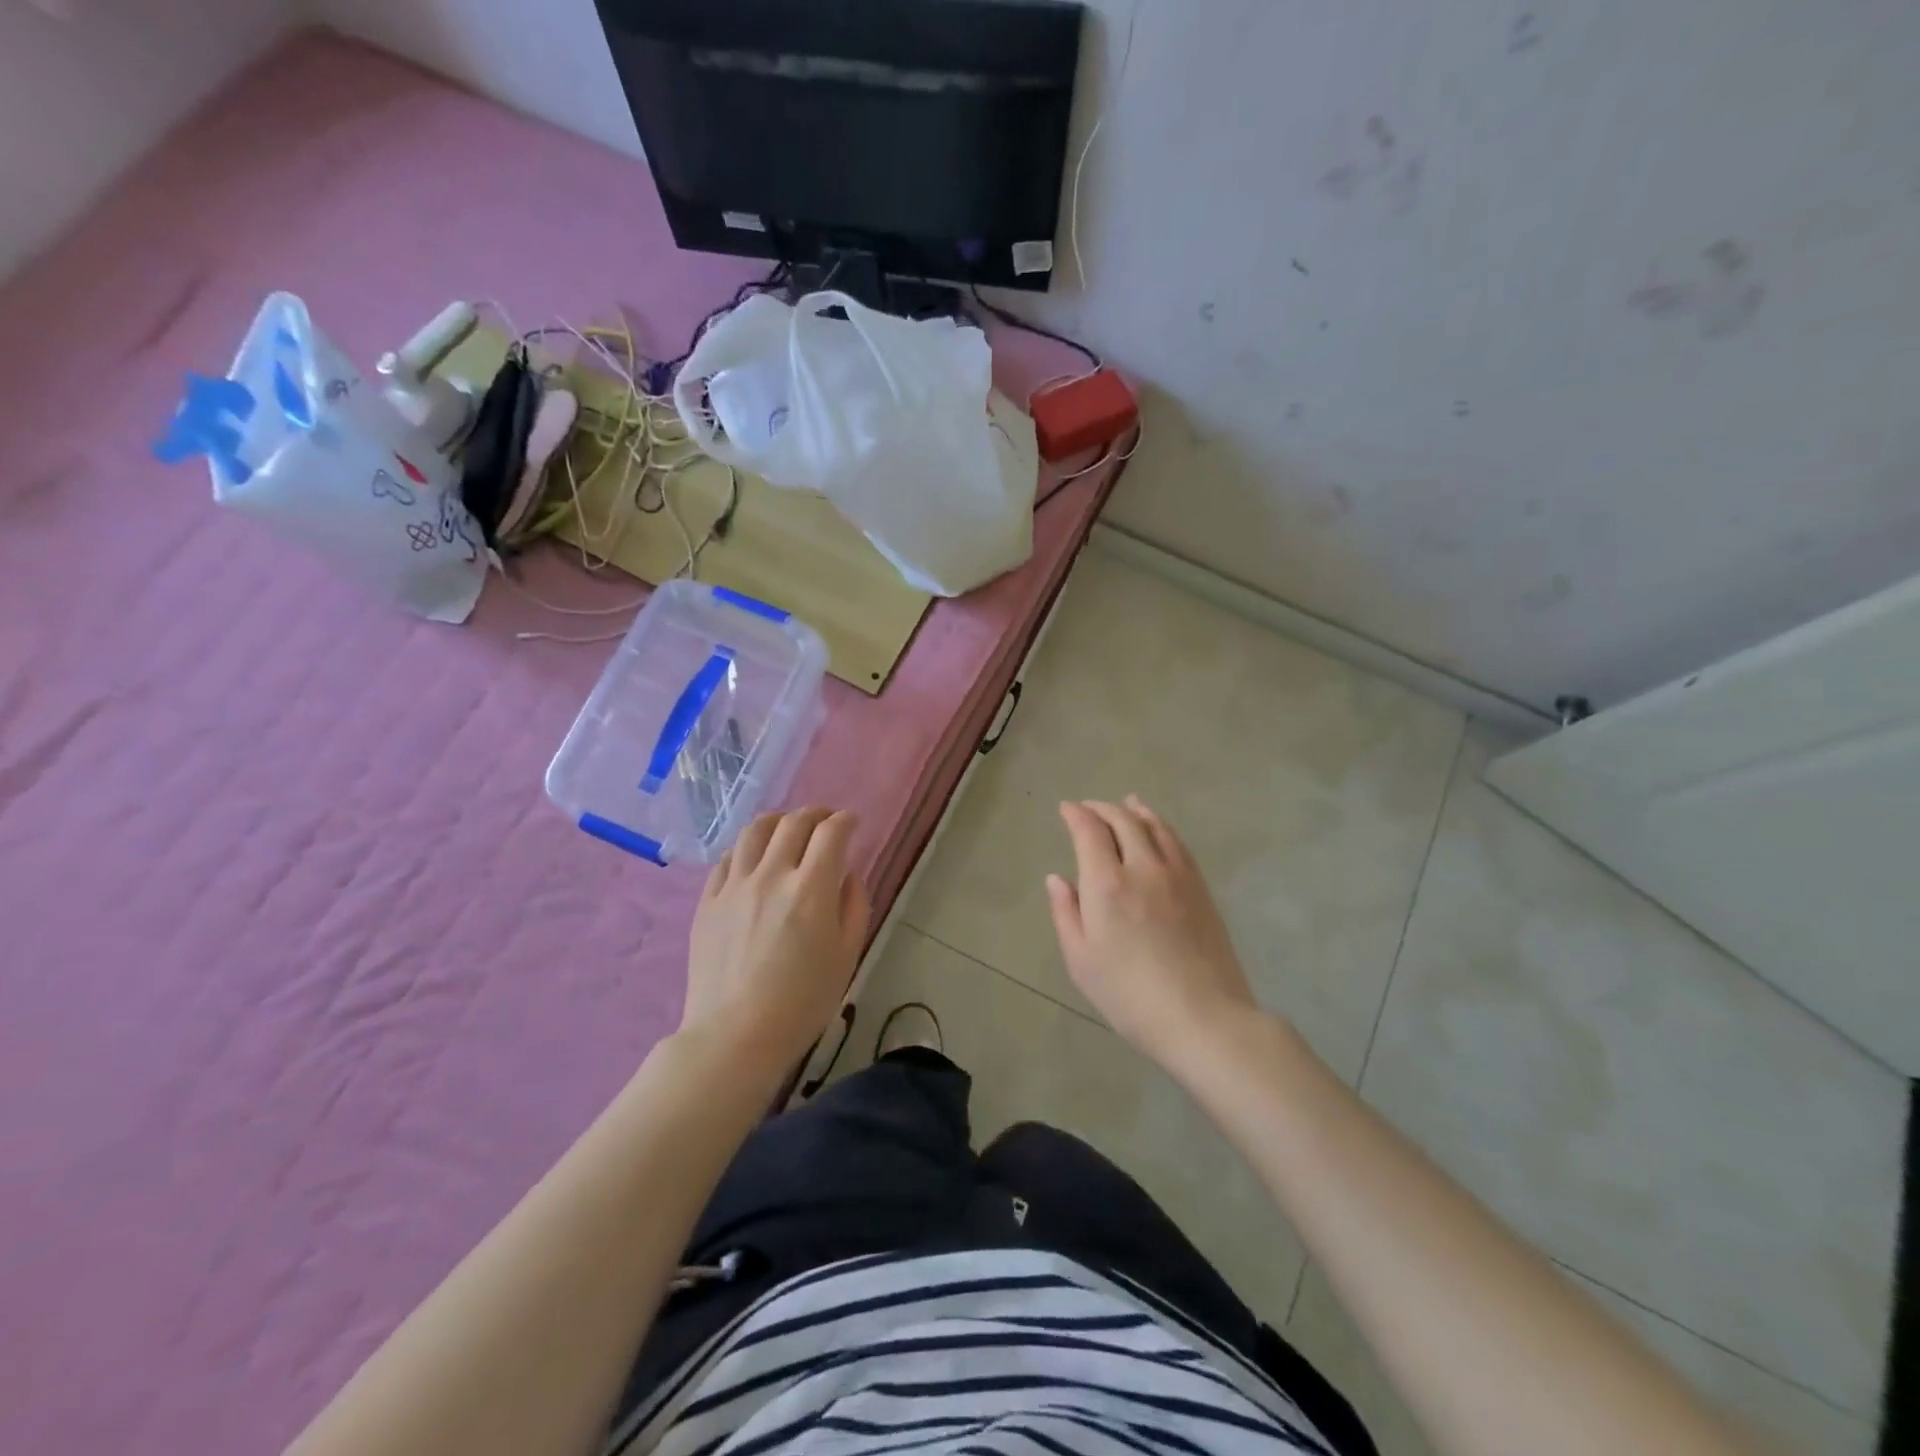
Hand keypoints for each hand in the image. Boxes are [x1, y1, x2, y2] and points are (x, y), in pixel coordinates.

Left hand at [683, 809, 869, 1073]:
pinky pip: (727, 858)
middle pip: (793, 822)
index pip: (831, 833)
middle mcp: (772, 875)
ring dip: (777, 821)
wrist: (734, 1035)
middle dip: (815, 814)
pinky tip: (753, 858)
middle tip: (825, 821)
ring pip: (755, 831)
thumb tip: (847, 875)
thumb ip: (854, 907)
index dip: (845, 821)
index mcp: (811, 889)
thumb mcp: (846, 956)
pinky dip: (747, 848)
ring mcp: (734, 885)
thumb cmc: (802, 1002)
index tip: (852, 823)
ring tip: (786, 829)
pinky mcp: (708, 900)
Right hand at [1047, 797, 1257, 1071]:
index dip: (1076, 814)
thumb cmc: (1129, 996)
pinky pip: (1177, 843)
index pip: (1090, 831)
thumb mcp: (1081, 961)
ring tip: (1127, 803)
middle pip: (1123, 821)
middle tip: (1088, 808)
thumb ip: (1066, 913)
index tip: (1066, 809)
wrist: (1203, 1017)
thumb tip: (1057, 879)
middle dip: (1102, 809)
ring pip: (1154, 826)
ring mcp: (1177, 874)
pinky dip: (1161, 826)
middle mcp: (1142, 867)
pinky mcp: (1200, 887)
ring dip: (1135, 810)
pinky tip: (1158, 830)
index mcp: (1107, 884)